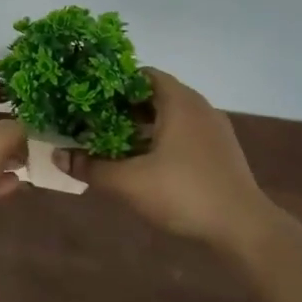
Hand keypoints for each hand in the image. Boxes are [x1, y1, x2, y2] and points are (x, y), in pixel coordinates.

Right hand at [59, 68, 274, 250]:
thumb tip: (57, 157)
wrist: (244, 227)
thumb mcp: (129, 182)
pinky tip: (143, 163)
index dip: (113, 82)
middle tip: (92, 119)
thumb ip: (91, 167)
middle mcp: (198, 107)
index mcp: (179, 101)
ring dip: (141, 126)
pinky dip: (161, 140)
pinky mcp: (220, 152)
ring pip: (170, 117)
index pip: (142, 74)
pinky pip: (183, 134)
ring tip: (111, 141)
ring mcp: (213, 130)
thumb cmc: (184, 193)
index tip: (88, 94)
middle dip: (122, 107)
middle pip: (154, 96)